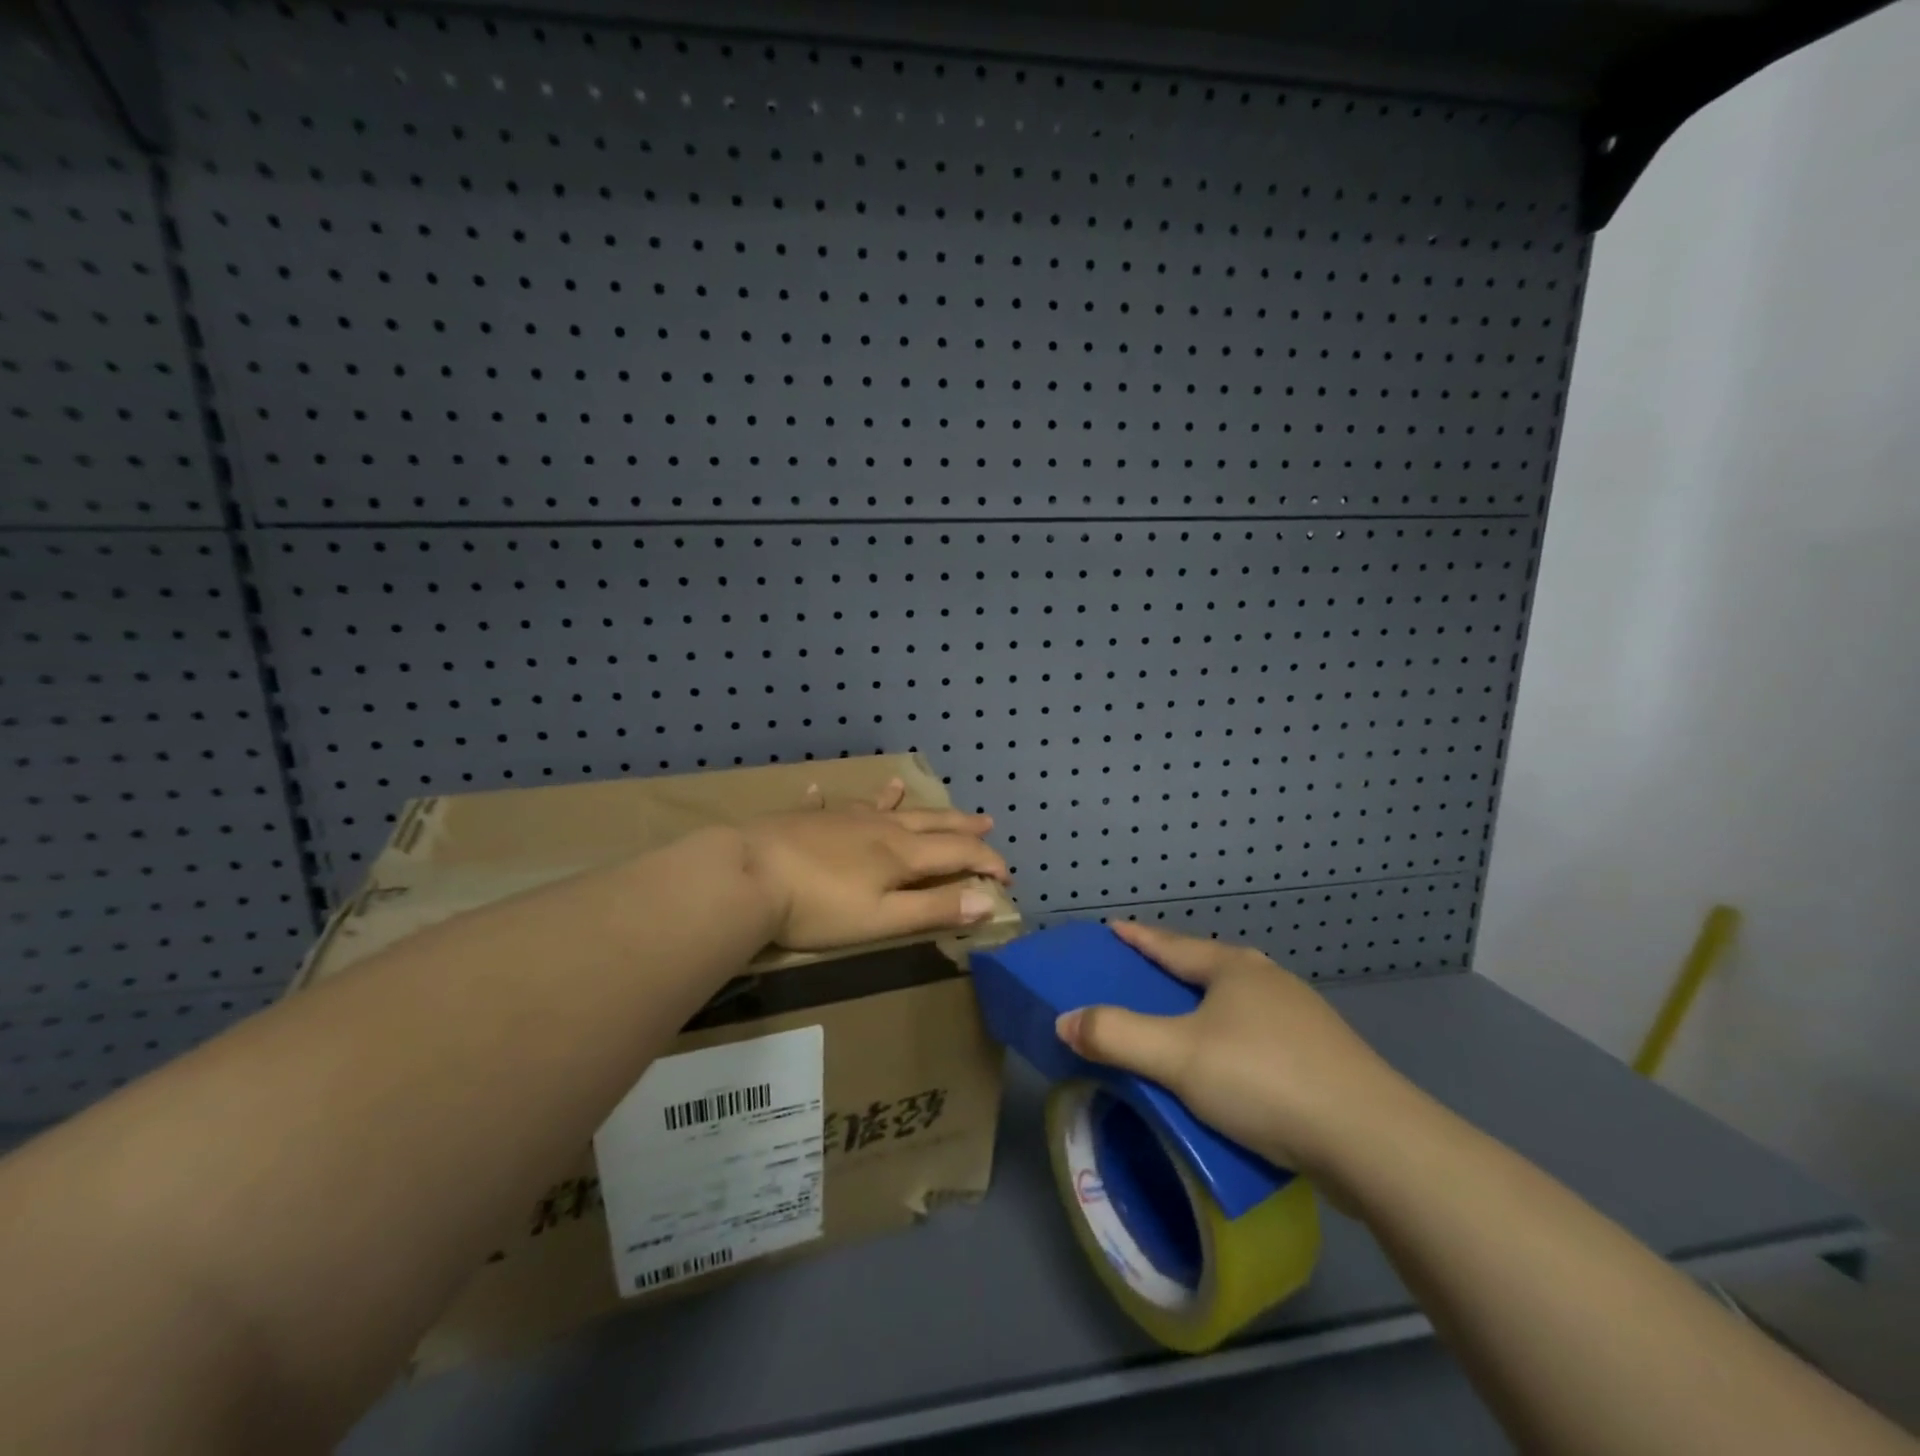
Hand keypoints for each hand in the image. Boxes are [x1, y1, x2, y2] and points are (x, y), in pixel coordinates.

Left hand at [739, 780, 1010, 950]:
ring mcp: (840, 820)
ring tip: (905, 787)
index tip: (1007, 875)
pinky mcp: (805, 821)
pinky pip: (823, 806)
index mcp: (901, 854)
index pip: (957, 852)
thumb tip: (988, 900)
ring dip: (901, 801)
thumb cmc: (818, 908)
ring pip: (881, 806)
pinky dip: (827, 800)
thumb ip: (934, 909)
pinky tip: (819, 790)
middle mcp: (878, 829)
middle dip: (960, 824)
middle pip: (928, 822)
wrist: (748, 876)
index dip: (987, 861)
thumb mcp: (883, 919)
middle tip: (986, 820)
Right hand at [1054, 922, 1412, 1179]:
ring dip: (1207, 1004)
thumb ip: (1116, 1036)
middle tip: (1142, 975)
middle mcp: (1269, 981)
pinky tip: (1232, 1063)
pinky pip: (1261, 1034)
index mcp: (1233, 969)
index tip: (1112, 927)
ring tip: (1184, 1020)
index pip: (1171, 944)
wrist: (1372, 1141)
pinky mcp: (1324, 1057)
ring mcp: (1303, 1018)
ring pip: (1239, 1001)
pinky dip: (1234, 1038)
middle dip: (1174, 967)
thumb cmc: (1264, 1080)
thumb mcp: (1177, 1057)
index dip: (1138, 937)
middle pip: (1208, 965)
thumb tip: (1065, 1020)